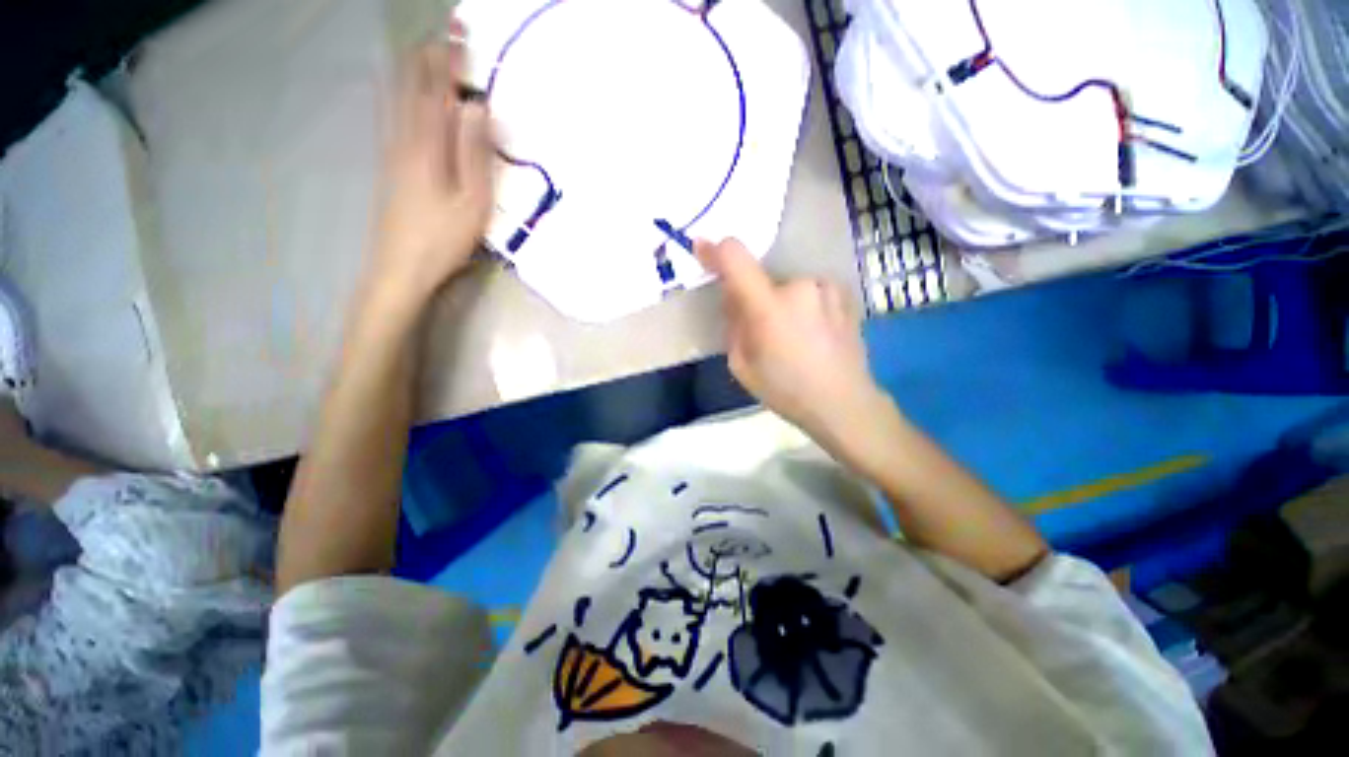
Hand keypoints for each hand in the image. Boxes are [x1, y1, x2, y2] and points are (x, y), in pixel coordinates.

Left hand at [373, 20, 495, 304]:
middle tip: (446, 36)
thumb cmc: (444, 238)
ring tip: (426, 53)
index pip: (438, 89)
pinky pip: (392, 116)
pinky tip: (401, 93)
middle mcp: (403, 138)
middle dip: (428, 58)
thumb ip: (474, 153)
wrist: (401, 268)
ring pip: (397, 98)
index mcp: (427, 144)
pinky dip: (399, 94)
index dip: (449, 59)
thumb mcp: (472, 201)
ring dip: (412, 72)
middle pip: (411, 86)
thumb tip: (476, 107)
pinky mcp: (389, 166)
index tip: (460, 30)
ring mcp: (392, 151)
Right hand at [697, 238, 883, 442]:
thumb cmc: (786, 391)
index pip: (736, 257)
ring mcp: (826, 288)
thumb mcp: (741, 366)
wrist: (844, 403)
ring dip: (781, 303)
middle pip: (762, 279)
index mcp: (769, 307)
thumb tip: (735, 301)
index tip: (703, 251)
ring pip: (788, 287)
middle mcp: (799, 286)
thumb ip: (734, 325)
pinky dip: (803, 307)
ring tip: (793, 338)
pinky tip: (813, 335)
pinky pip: (809, 293)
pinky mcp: (843, 294)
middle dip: (755, 299)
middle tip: (762, 331)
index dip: (715, 251)